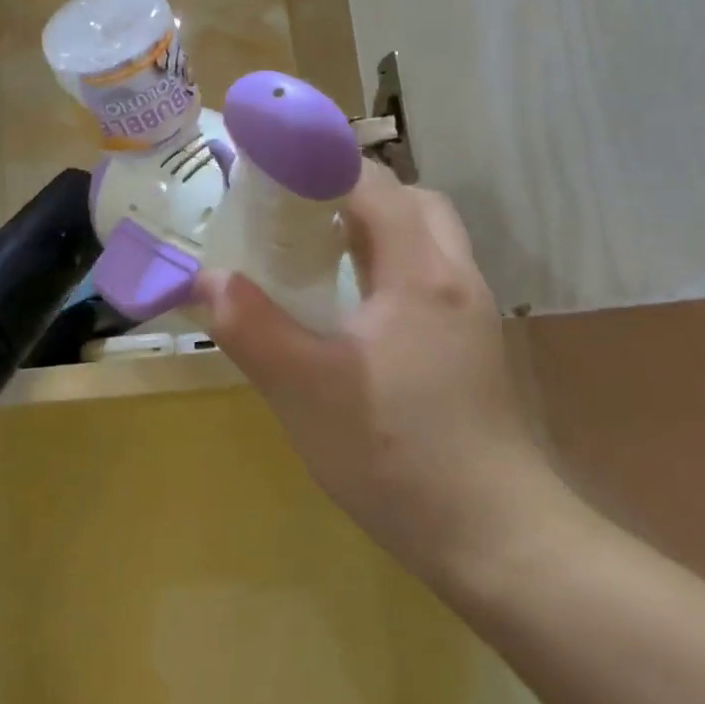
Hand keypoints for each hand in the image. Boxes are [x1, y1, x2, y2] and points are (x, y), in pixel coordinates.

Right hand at [198, 163, 583, 609]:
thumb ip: (252, 327)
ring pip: (427, 241)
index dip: (321, 164)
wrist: (496, 539)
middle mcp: (455, 279)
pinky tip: (352, 311)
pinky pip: (429, 278)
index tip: (270, 172)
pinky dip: (390, 267)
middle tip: (296, 216)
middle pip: (412, 202)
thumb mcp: (304, 390)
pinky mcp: (473, 348)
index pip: (374, 184)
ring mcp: (472, 315)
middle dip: (354, 193)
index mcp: (420, 274)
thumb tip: (209, 279)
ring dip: (375, 230)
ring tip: (316, 255)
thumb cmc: (395, 455)